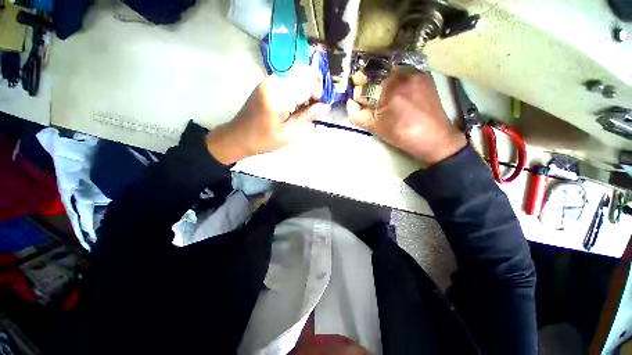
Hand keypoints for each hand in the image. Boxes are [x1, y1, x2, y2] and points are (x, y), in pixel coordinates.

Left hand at [206, 68, 329, 164]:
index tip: (321, 108)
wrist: (238, 137)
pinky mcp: (266, 84)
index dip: (318, 94)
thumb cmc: (264, 139)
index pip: (307, 84)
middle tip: (314, 109)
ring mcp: (268, 81)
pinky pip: (288, 82)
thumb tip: (325, 107)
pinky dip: (297, 91)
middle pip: (303, 76)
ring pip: (296, 77)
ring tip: (305, 109)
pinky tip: (296, 106)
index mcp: (278, 95)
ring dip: (305, 91)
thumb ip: (307, 116)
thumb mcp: (289, 133)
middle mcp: (273, 82)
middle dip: (313, 91)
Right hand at [347, 70, 465, 166]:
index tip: (357, 93)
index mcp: (390, 87)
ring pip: (393, 69)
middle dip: (371, 80)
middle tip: (370, 93)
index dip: (359, 85)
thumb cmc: (402, 134)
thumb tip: (349, 104)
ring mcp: (417, 73)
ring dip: (384, 79)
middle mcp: (404, 74)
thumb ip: (358, 115)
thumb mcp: (376, 127)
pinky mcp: (425, 77)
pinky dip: (397, 79)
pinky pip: (405, 72)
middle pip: (380, 70)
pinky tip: (398, 91)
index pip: (367, 79)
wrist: (433, 137)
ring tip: (384, 93)